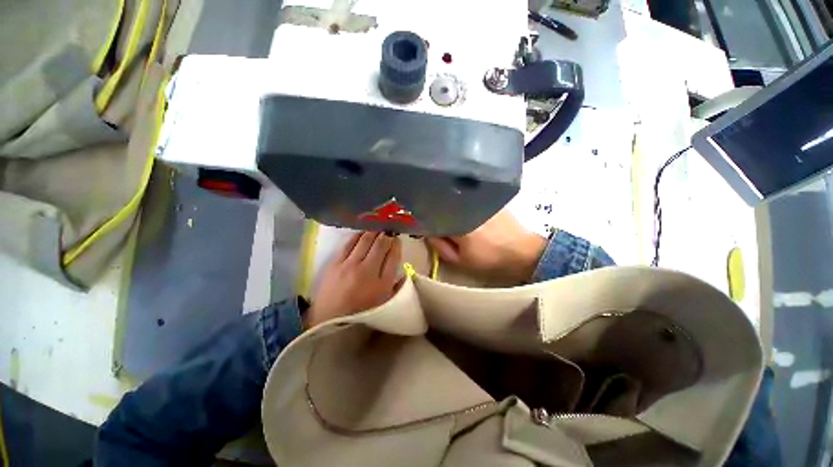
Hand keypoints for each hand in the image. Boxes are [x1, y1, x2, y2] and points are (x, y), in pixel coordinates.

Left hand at [305, 232, 401, 328]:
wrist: (328, 321)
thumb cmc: (360, 314)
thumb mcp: (385, 304)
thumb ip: (397, 288)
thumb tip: (405, 272)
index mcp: (382, 284)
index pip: (393, 256)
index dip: (396, 245)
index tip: (397, 239)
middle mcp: (368, 271)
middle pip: (380, 245)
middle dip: (386, 235)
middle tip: (388, 230)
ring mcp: (350, 265)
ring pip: (365, 240)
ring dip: (373, 232)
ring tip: (377, 229)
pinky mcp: (335, 263)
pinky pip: (349, 243)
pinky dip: (357, 236)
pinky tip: (361, 233)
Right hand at [426, 210, 546, 283]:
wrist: (524, 252)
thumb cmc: (490, 260)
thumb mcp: (460, 261)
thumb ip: (440, 247)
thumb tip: (427, 233)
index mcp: (456, 223)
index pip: (431, 216)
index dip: (424, 220)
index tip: (422, 225)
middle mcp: (465, 206)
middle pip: (441, 205)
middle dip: (436, 212)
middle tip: (436, 222)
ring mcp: (478, 199)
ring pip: (454, 200)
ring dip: (449, 206)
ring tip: (452, 216)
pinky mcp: (488, 197)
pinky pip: (467, 198)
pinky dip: (462, 203)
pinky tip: (465, 210)